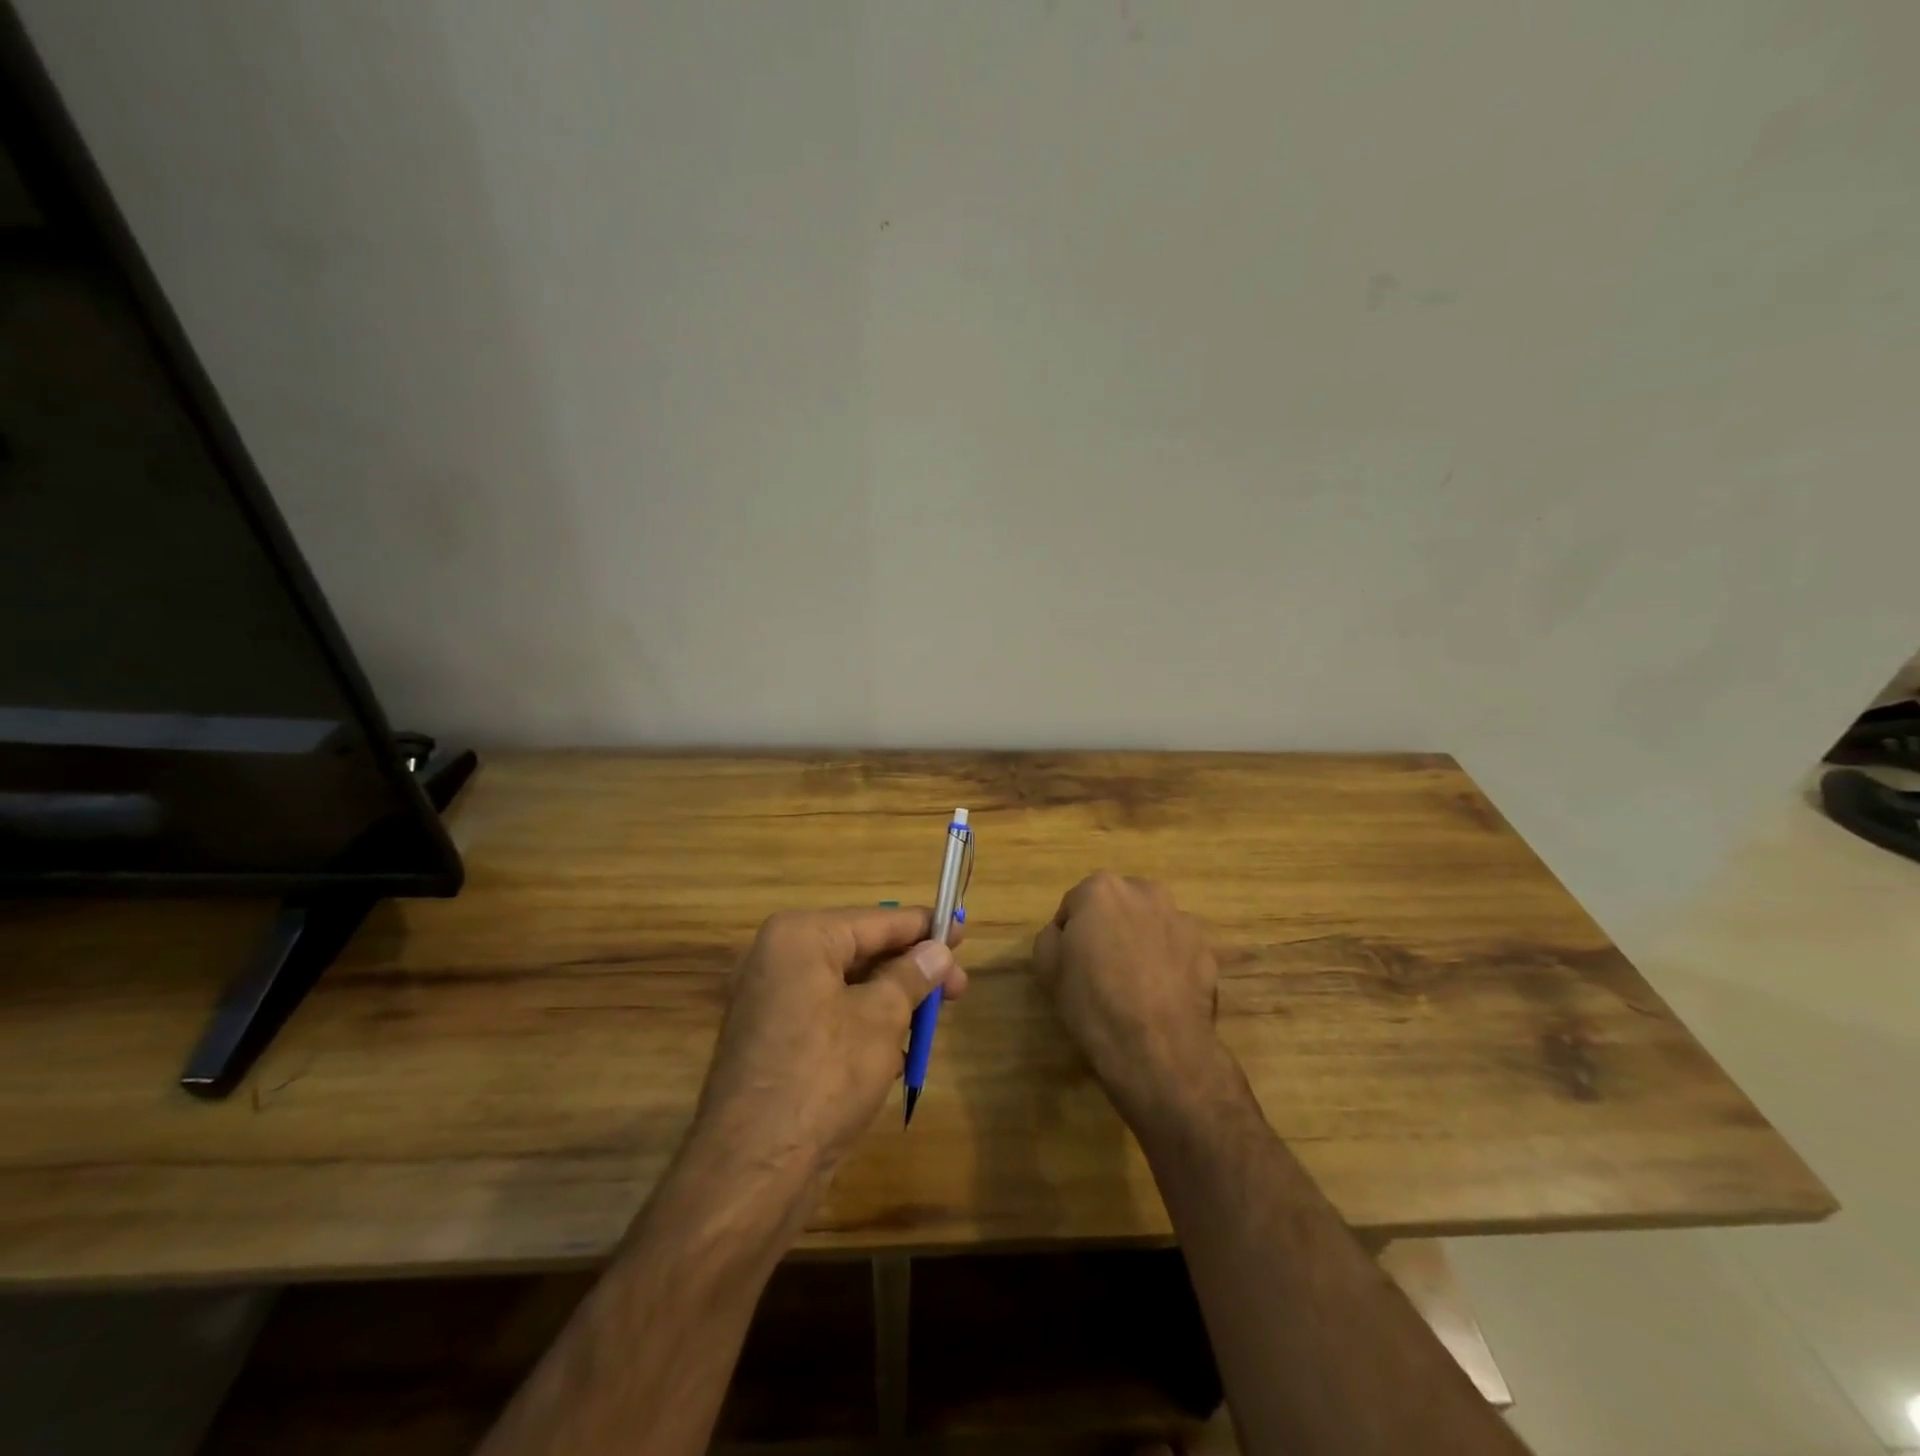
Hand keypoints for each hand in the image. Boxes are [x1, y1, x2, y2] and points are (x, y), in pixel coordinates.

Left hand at [693, 906, 967, 1175]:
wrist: (753, 1170)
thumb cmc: (824, 1077)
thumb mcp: (880, 1020)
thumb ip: (911, 977)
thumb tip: (938, 951)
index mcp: (800, 937)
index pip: (876, 920)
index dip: (924, 927)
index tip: (962, 930)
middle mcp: (778, 958)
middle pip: (860, 950)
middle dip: (911, 969)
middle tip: (958, 988)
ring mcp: (770, 1000)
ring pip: (847, 985)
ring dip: (891, 1000)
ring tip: (931, 1021)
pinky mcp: (772, 1038)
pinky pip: (828, 1013)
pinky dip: (863, 1023)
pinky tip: (898, 1049)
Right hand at [1032, 873, 1224, 1128]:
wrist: (1157, 1048)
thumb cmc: (1093, 1003)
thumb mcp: (1046, 968)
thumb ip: (1051, 936)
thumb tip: (1066, 933)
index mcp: (1101, 889)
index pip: (1075, 906)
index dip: (1069, 935)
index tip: (1071, 964)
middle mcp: (1145, 891)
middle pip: (1116, 907)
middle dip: (1109, 929)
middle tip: (1101, 969)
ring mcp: (1181, 919)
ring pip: (1149, 924)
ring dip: (1140, 942)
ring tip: (1135, 984)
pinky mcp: (1206, 949)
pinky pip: (1176, 949)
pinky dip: (1167, 963)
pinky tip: (1160, 995)